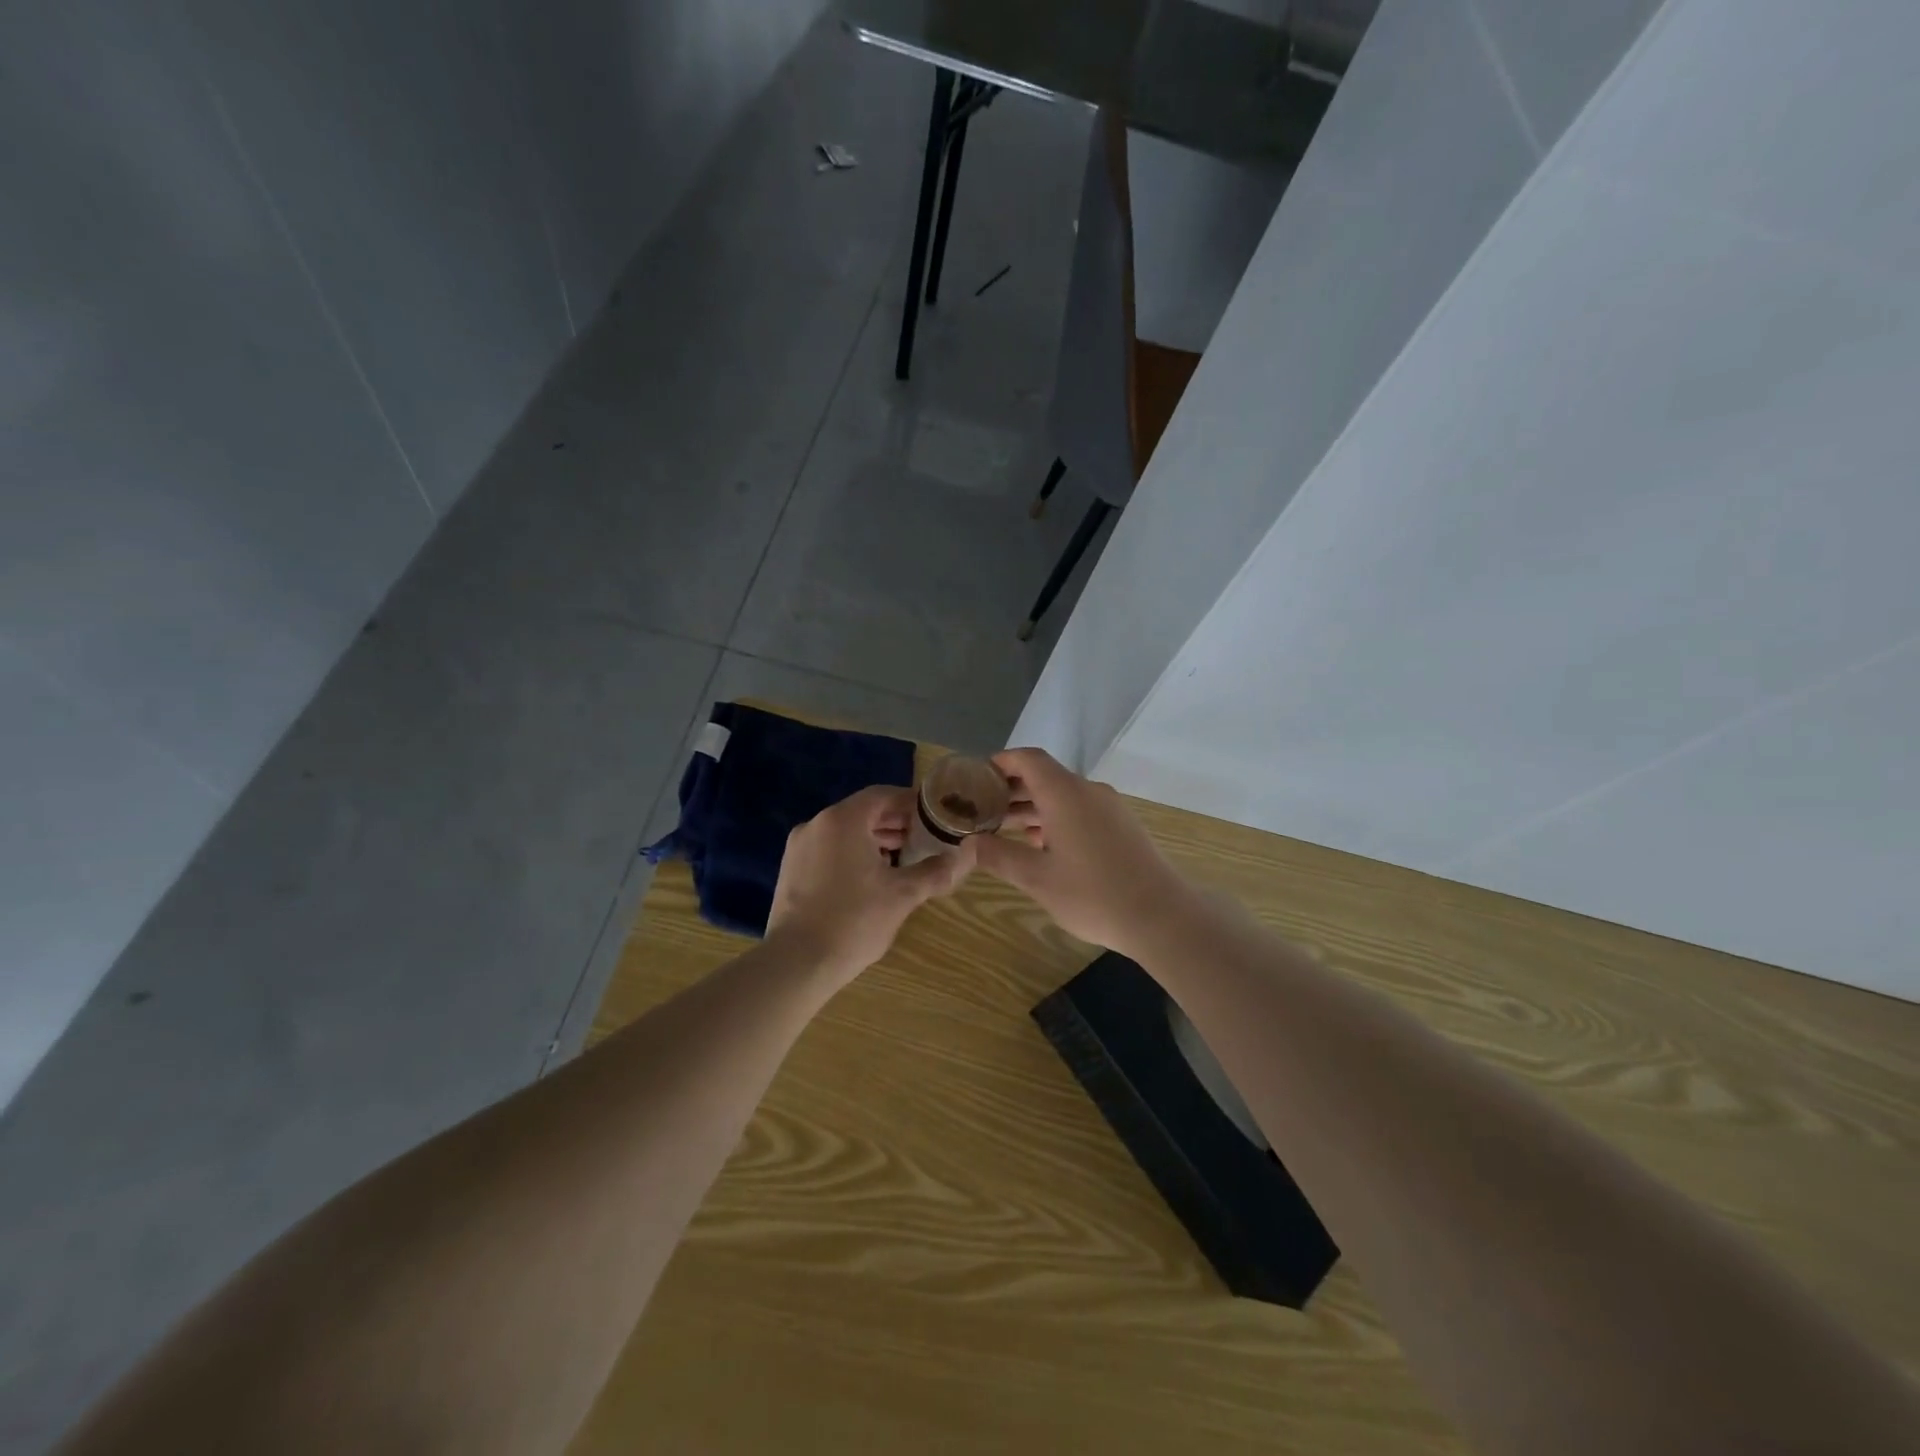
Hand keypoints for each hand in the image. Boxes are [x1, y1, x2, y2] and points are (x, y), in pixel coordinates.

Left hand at [767, 785, 975, 981]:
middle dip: (895, 823)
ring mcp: (799, 847)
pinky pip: (828, 849)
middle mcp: (817, 824)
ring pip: (844, 832)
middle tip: (924, 838)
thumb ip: (934, 871)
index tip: (934, 815)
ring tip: (903, 858)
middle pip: (863, 812)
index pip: (883, 795)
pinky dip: (852, 854)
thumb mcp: (903, 894)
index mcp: (843, 820)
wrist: (797, 962)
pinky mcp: (791, 870)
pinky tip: (871, 877)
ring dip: (874, 839)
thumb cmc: (854, 921)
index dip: (911, 803)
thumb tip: (961, 857)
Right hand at [973, 748, 1195, 955]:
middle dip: (1012, 789)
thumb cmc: (1093, 894)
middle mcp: (1088, 791)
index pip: (1028, 759)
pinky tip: (1042, 845)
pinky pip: (1081, 810)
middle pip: (1045, 776)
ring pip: (1064, 795)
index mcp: (1065, 794)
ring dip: (1034, 806)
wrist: (1162, 916)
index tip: (977, 777)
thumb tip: (968, 844)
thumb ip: (999, 856)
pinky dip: (1056, 818)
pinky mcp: (1122, 826)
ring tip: (1005, 829)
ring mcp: (1110, 807)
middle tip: (982, 809)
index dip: (1001, 762)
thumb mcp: (1037, 879)